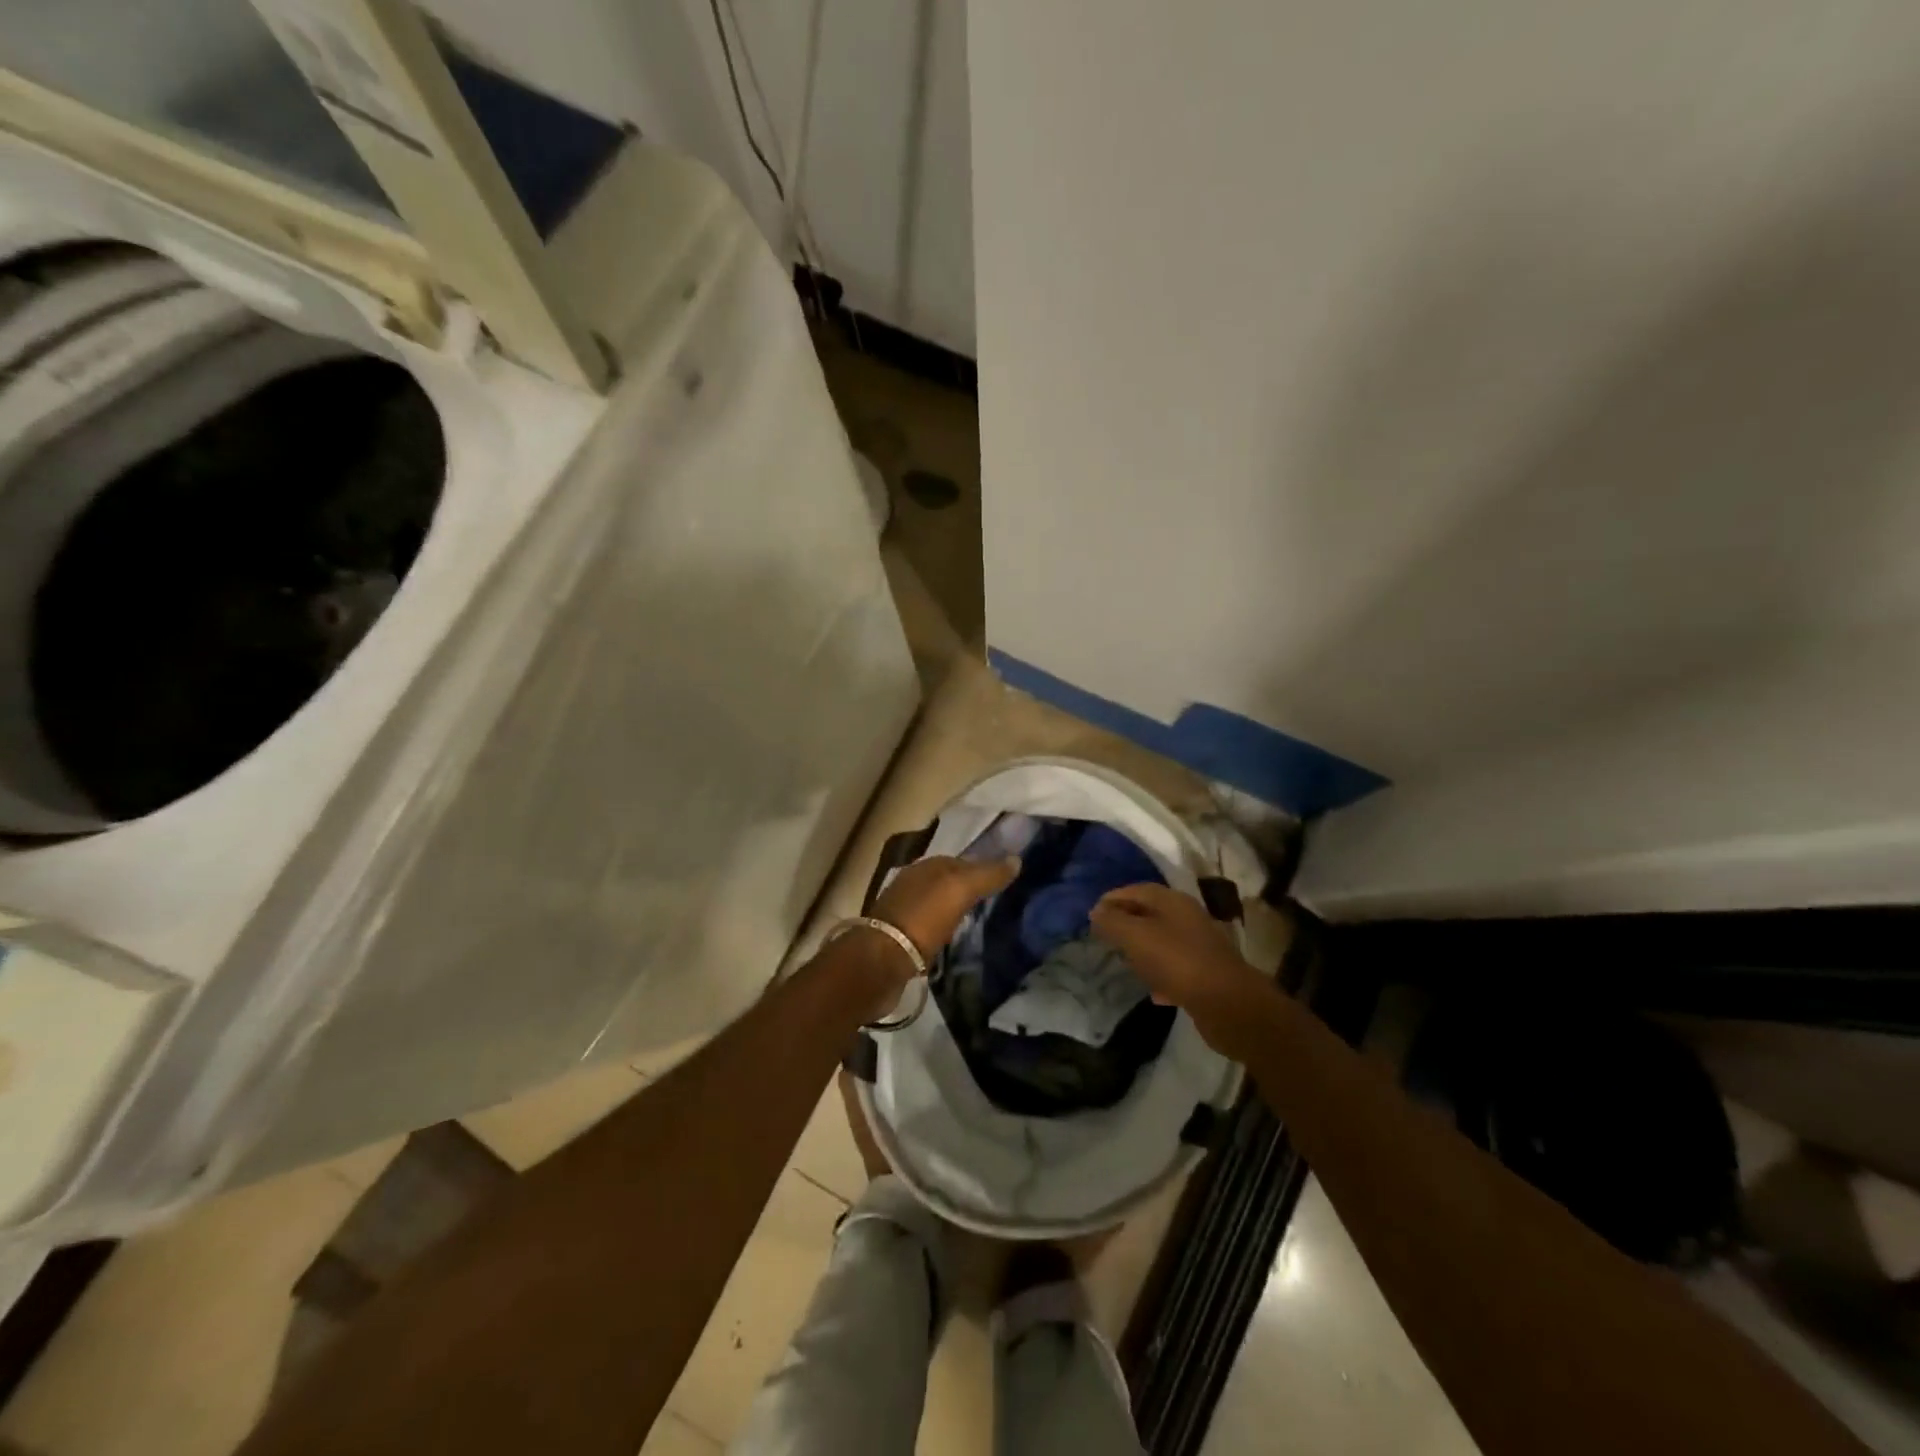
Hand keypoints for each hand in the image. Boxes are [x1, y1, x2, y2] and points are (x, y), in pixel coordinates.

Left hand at [873, 854, 1019, 958]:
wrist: (881, 961)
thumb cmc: (923, 919)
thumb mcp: (960, 890)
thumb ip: (987, 874)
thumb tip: (1016, 859)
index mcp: (925, 867)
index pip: (960, 861)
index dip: (982, 868)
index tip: (1004, 881)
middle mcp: (912, 884)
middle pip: (947, 882)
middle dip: (968, 889)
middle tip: (995, 902)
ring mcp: (903, 911)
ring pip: (937, 905)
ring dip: (954, 910)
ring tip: (977, 922)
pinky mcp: (899, 939)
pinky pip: (928, 928)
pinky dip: (942, 930)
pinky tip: (953, 940)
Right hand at [1090, 883, 1275, 1059]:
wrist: (1228, 1004)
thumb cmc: (1177, 961)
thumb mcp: (1136, 937)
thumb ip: (1113, 922)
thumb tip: (1096, 910)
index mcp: (1172, 901)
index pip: (1136, 890)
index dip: (1113, 899)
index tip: (1092, 914)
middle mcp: (1187, 917)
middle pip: (1150, 913)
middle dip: (1126, 923)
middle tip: (1104, 937)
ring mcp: (1199, 945)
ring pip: (1162, 940)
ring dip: (1142, 949)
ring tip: (1124, 962)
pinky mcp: (1205, 973)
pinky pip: (1175, 967)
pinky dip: (1160, 974)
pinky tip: (1153, 991)